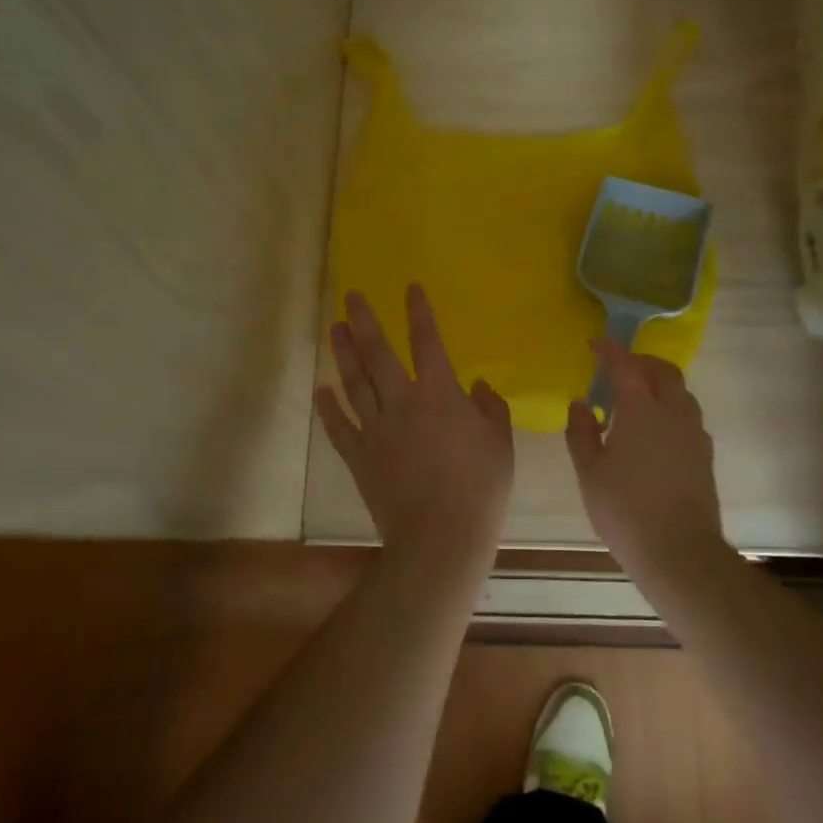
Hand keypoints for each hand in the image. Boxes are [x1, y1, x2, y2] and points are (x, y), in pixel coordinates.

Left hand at [316, 285, 512, 571]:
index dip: (419, 312)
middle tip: (351, 296)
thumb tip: (480, 384)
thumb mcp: (500, 442)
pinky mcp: (360, 456)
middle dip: (364, 321)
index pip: (427, 342)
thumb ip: (491, 407)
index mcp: (439, 394)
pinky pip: (339, 427)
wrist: (440, 535)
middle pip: (378, 354)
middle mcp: (401, 402)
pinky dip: (328, 408)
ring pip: (354, 382)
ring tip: (335, 328)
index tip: (410, 288)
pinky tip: (321, 390)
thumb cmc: (480, 486)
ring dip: (343, 353)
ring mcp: (376, 429)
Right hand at [565, 341, 724, 576]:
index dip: (609, 350)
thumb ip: (581, 432)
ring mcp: (694, 433)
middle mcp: (673, 412)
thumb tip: (581, 404)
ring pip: (680, 392)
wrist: (679, 551)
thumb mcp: (590, 472)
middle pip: (663, 371)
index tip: (595, 344)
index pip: (625, 366)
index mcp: (641, 410)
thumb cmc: (625, 509)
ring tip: (634, 401)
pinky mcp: (704, 455)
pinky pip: (686, 416)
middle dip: (640, 362)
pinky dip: (669, 409)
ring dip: (658, 385)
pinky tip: (653, 432)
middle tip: (618, 370)